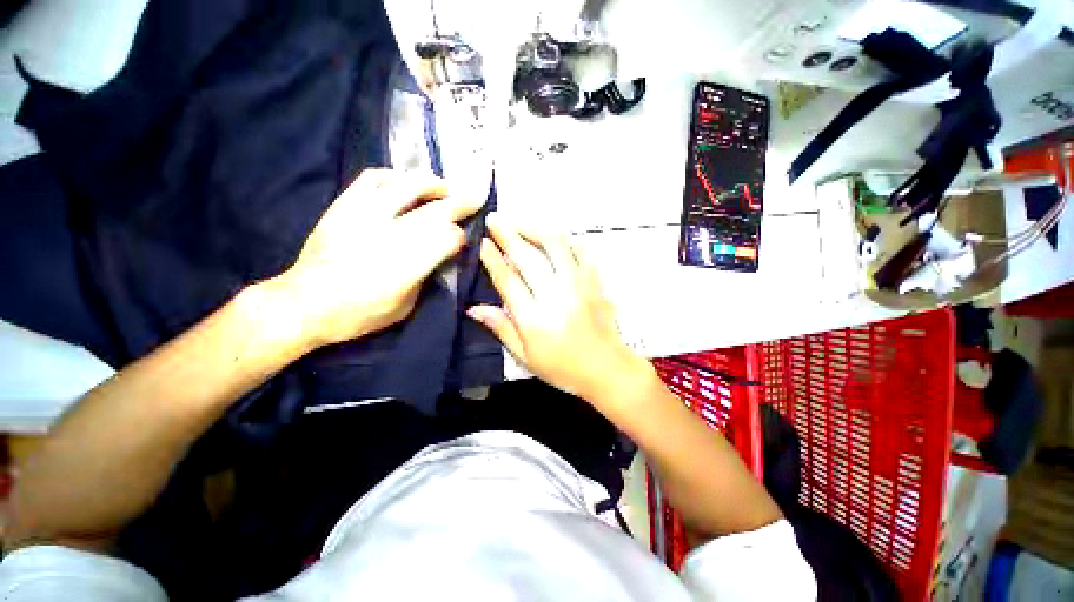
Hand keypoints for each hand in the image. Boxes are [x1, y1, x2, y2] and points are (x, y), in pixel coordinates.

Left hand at [267, 169, 482, 348]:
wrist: (303, 304)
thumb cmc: (359, 314)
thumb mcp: (405, 307)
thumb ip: (426, 276)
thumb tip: (440, 254)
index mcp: (406, 266)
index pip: (446, 239)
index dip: (460, 236)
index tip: (464, 239)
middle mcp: (388, 235)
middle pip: (435, 210)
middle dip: (461, 203)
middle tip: (476, 196)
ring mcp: (364, 215)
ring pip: (406, 185)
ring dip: (433, 183)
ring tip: (446, 185)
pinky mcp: (344, 206)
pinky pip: (373, 179)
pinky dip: (395, 176)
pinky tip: (406, 182)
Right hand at [469, 213, 652, 403]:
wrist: (607, 369)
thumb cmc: (562, 368)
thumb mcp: (525, 356)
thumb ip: (501, 328)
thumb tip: (473, 308)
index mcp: (535, 319)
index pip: (509, 281)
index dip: (493, 259)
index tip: (482, 242)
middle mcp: (556, 297)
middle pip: (529, 258)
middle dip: (509, 234)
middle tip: (495, 219)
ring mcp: (579, 286)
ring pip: (556, 247)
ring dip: (536, 229)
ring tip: (521, 222)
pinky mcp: (595, 282)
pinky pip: (581, 252)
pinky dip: (566, 241)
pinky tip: (554, 238)